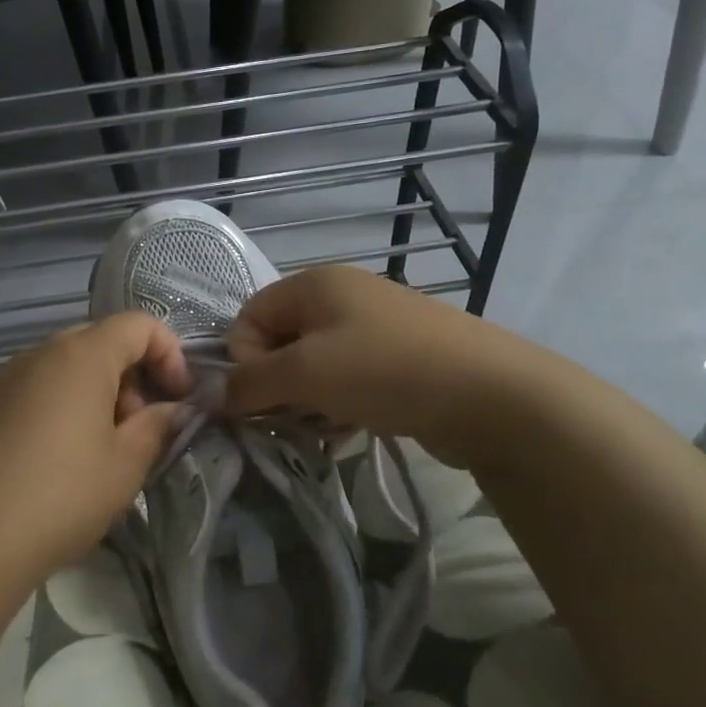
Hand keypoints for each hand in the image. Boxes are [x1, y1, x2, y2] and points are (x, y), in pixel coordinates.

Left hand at [0, 313, 192, 609]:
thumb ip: (158, 427)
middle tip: (141, 429)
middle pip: (102, 342)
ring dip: (100, 394)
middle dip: (134, 377)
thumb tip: (174, 410)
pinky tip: (62, 461)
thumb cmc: (60, 495)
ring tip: (104, 452)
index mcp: (81, 355)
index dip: (171, 354)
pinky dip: (65, 407)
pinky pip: (40, 388)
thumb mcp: (125, 465)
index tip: (178, 400)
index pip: (139, 325)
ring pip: (69, 367)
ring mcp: (8, 378)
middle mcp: (41, 352)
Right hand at [224, 265, 537, 463]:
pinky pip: (348, 374)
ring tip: (328, 423)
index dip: (245, 359)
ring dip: (308, 397)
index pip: (248, 316)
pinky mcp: (400, 353)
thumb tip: (211, 393)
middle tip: (295, 415)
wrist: (494, 395)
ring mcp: (375, 322)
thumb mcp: (306, 375)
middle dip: (277, 382)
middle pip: (281, 339)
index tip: (265, 397)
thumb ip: (249, 382)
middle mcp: (341, 293)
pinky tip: (353, 424)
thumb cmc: (386, 371)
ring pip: (314, 362)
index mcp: (314, 283)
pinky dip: (340, 400)